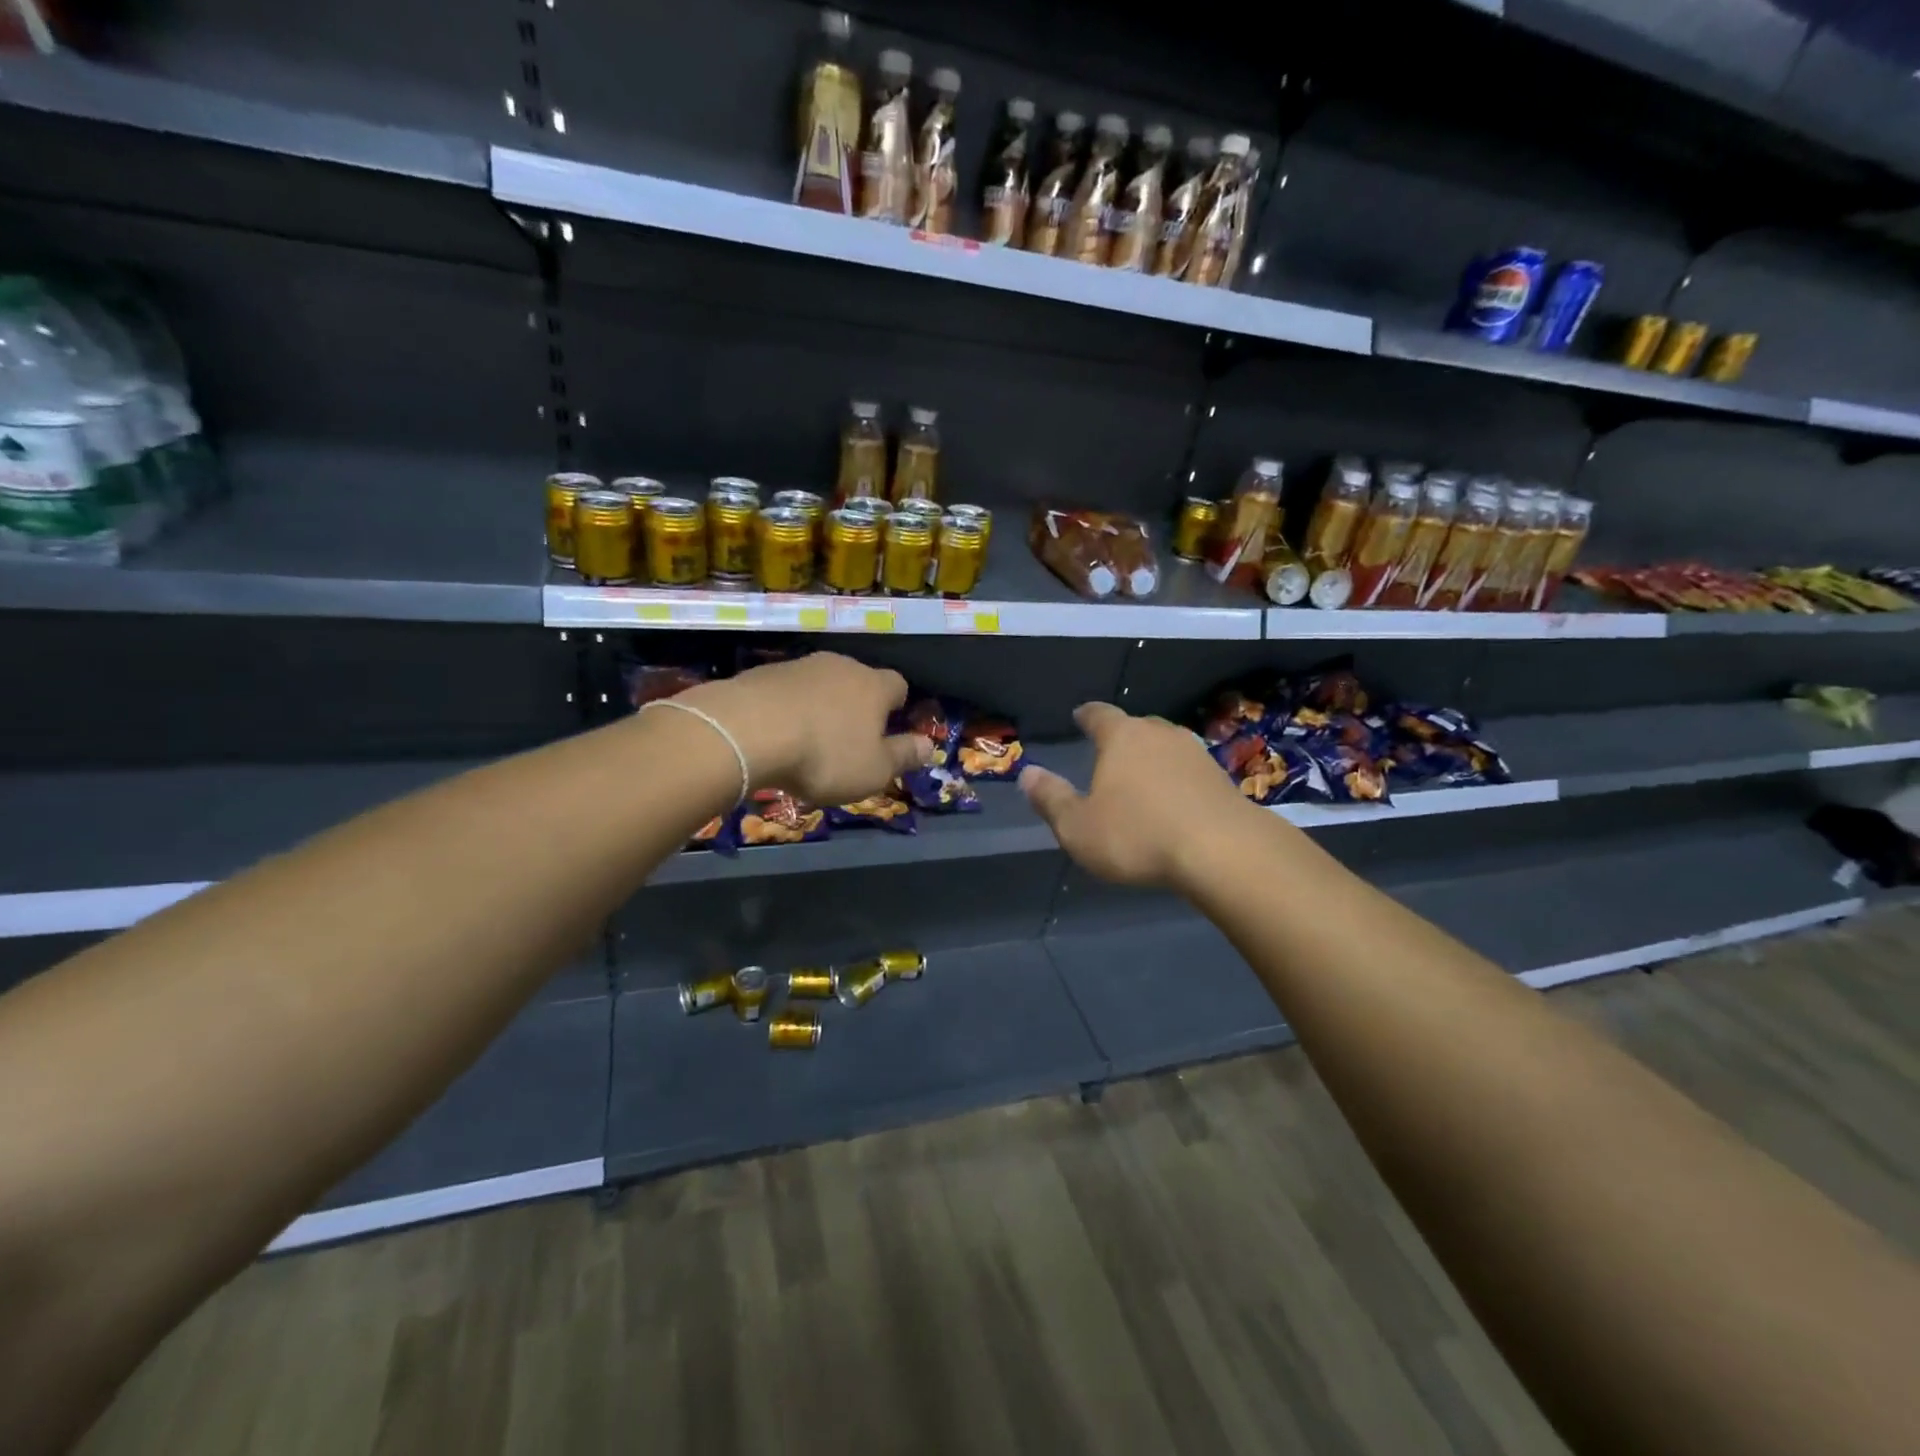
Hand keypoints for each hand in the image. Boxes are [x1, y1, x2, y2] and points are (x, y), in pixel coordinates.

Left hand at [680, 653, 929, 804]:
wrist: (747, 731)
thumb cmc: (825, 755)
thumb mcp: (874, 770)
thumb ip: (903, 756)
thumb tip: (929, 746)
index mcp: (874, 686)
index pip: (898, 685)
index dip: (897, 705)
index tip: (888, 728)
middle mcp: (841, 666)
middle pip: (858, 680)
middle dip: (857, 704)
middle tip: (848, 738)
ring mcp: (800, 665)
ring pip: (821, 683)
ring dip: (820, 705)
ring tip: (809, 739)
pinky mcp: (763, 673)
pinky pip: (786, 690)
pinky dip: (787, 708)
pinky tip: (776, 733)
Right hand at [1020, 702, 1261, 889]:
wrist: (1223, 851)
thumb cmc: (1138, 835)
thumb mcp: (1078, 827)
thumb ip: (1051, 799)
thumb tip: (1028, 773)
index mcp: (1122, 737)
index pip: (1099, 714)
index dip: (1087, 715)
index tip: (1079, 715)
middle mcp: (1160, 734)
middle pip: (1137, 726)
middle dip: (1121, 736)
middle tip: (1109, 752)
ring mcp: (1196, 753)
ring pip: (1166, 746)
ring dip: (1152, 758)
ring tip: (1141, 777)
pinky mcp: (1222, 778)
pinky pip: (1189, 771)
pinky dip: (1177, 779)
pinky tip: (1174, 800)